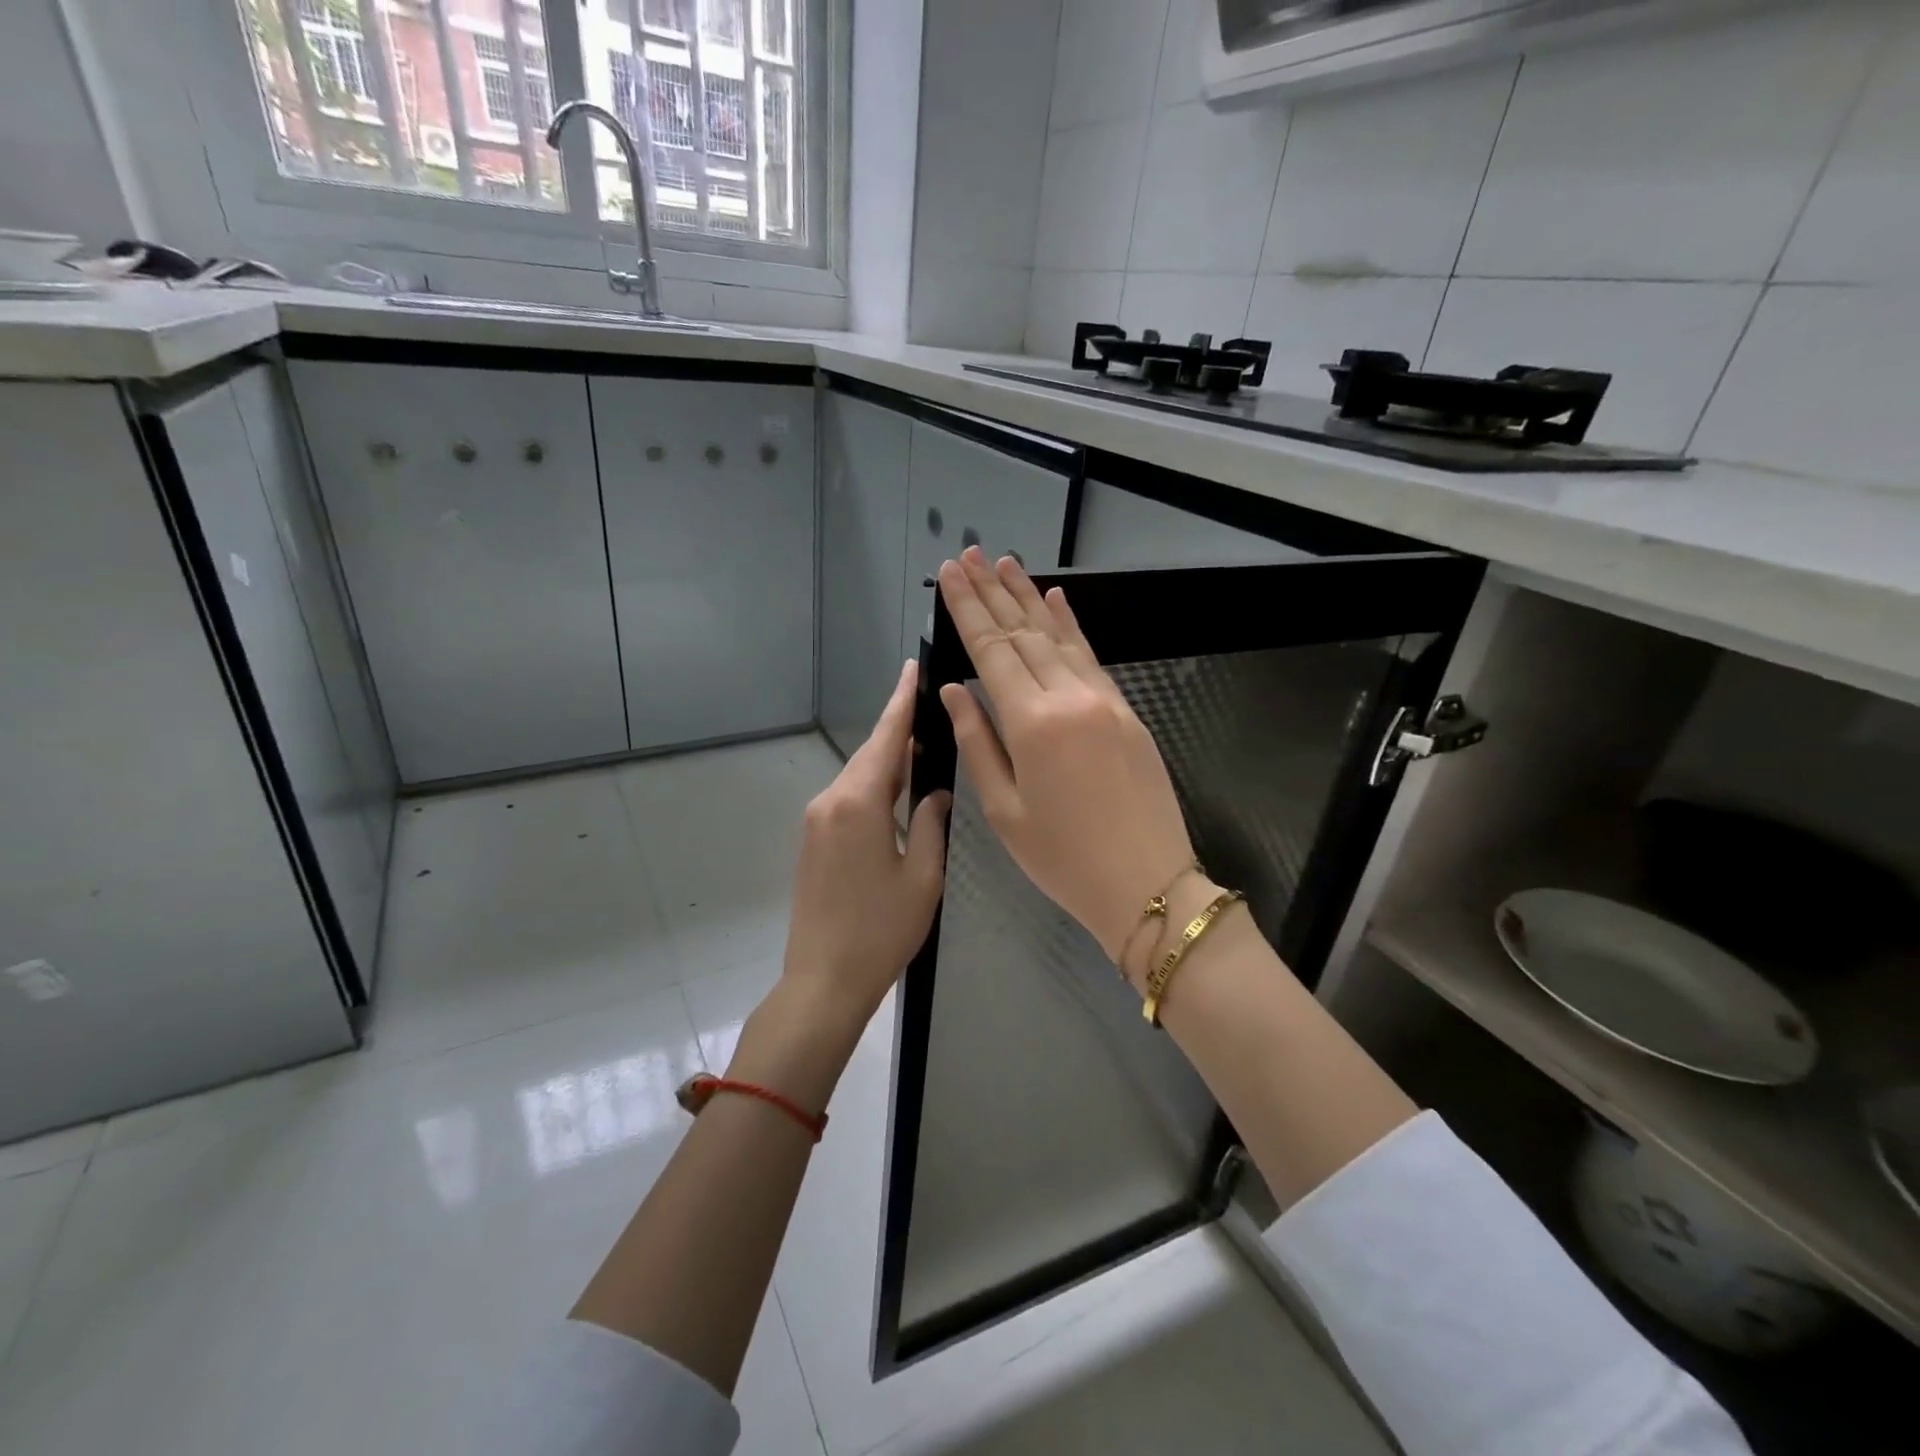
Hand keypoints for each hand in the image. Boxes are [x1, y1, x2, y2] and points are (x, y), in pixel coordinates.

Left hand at [780, 660, 950, 1024]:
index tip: (911, 668)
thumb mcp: (922, 877)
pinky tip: (897, 792)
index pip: (885, 739)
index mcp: (858, 804)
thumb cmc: (880, 931)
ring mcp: (816, 822)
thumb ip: (930, 823)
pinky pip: (848, 800)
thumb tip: (935, 793)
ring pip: (859, 778)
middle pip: (870, 755)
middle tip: (928, 705)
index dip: (901, 702)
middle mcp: (830, 802)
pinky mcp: (813, 842)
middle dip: (898, 729)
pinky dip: (874, 787)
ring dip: (888, 761)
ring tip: (922, 746)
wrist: (822, 980)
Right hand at [936, 547, 1193, 981]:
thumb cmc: (1063, 859)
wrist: (1148, 883)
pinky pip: (1091, 657)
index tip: (951, 575)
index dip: (969, 610)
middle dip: (994, 592)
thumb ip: (978, 742)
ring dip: (1030, 598)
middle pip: (1024, 633)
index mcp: (1032, 724)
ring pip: (1059, 636)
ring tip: (1007, 564)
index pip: (991, 651)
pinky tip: (1057, 600)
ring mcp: (1104, 701)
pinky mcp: (1126, 711)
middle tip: (971, 555)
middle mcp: (1069, 698)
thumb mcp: (1004, 811)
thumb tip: (955, 692)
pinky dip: (1071, 625)